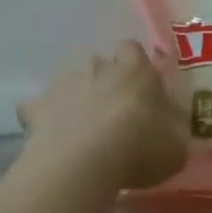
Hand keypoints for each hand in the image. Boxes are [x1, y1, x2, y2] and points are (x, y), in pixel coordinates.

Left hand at [17, 41, 187, 190]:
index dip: (136, 67)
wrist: (83, 163)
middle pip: (100, 65)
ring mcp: (63, 84)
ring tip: (83, 131)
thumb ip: (173, 132)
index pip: (133, 49)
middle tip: (115, 115)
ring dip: (76, 99)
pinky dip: (44, 118)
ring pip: (70, 83)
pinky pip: (38, 108)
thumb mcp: (175, 147)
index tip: (142, 90)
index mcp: (134, 71)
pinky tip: (51, 137)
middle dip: (106, 84)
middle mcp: (97, 67)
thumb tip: (173, 128)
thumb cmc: (139, 148)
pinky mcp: (36, 107)